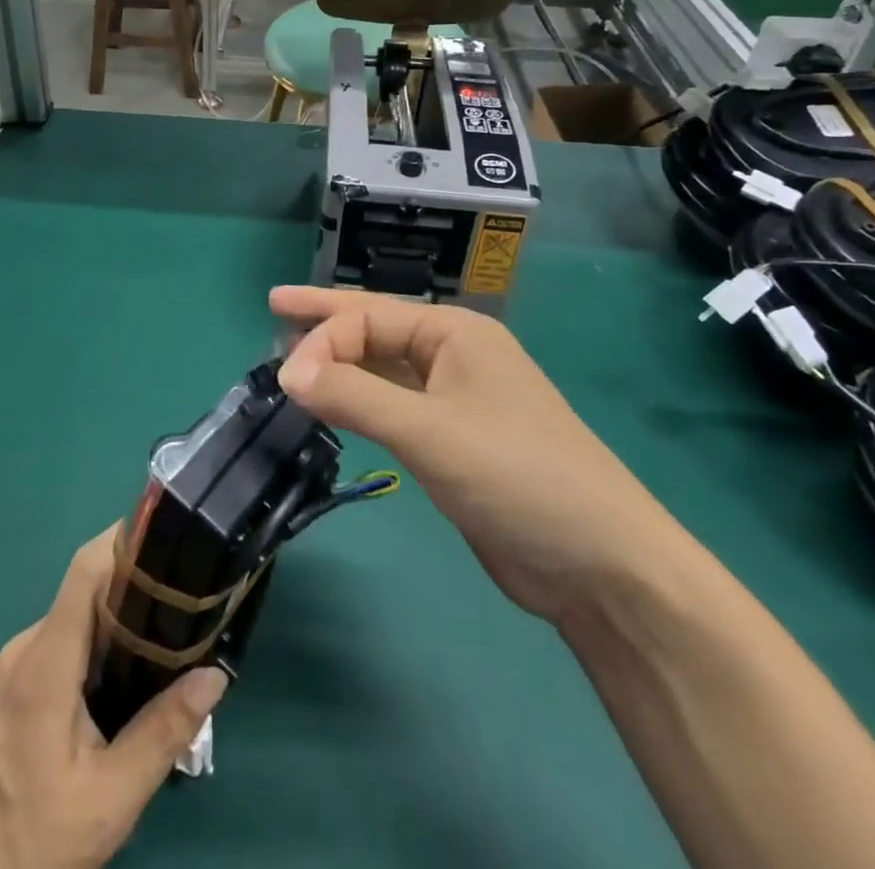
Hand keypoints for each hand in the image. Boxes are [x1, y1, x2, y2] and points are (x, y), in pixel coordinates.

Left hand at [0, 528, 228, 868]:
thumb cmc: (31, 845)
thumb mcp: (110, 799)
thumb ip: (163, 732)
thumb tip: (215, 675)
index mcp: (45, 662)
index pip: (85, 571)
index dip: (124, 541)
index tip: (169, 536)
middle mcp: (26, 648)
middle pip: (85, 592)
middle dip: (136, 587)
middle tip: (186, 602)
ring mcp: (14, 667)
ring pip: (76, 620)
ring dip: (118, 621)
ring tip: (168, 641)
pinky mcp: (11, 688)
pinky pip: (62, 644)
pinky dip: (97, 646)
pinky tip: (127, 681)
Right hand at [271, 286, 681, 625]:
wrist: (599, 563)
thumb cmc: (517, 476)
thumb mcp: (429, 432)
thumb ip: (355, 397)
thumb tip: (287, 373)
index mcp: (454, 333)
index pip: (369, 318)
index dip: (322, 340)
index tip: (285, 380)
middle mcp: (454, 355)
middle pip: (376, 329)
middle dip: (327, 322)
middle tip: (275, 309)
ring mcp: (456, 398)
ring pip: (384, 367)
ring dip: (340, 362)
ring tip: (293, 357)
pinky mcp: (454, 440)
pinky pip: (394, 404)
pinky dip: (360, 399)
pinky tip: (334, 402)